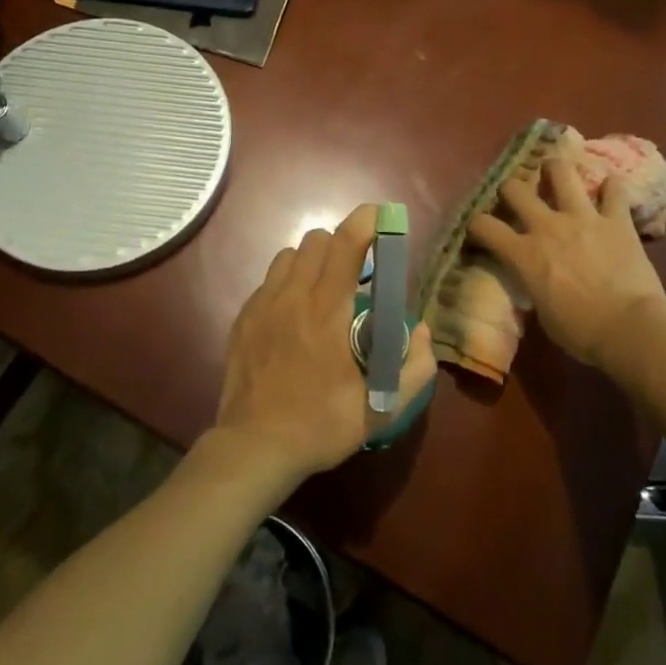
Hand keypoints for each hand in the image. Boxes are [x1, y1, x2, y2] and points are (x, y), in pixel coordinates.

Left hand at [214, 204, 436, 487]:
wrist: (255, 447)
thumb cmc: (322, 425)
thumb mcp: (382, 408)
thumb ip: (414, 367)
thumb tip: (421, 332)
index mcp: (328, 311)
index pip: (346, 244)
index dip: (366, 221)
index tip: (382, 217)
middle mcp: (293, 296)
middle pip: (316, 240)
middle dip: (341, 245)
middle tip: (356, 274)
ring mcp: (263, 305)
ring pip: (288, 255)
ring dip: (311, 262)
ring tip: (322, 292)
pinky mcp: (243, 318)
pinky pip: (268, 281)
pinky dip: (287, 285)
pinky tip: (293, 317)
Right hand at [466, 160, 665, 376]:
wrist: (630, 328)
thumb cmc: (581, 332)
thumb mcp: (542, 311)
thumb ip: (534, 283)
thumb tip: (536, 277)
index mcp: (524, 254)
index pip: (484, 226)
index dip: (477, 224)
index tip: (479, 229)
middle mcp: (547, 226)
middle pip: (515, 188)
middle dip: (511, 189)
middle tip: (517, 196)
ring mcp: (583, 217)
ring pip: (561, 172)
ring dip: (556, 170)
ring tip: (556, 172)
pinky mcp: (616, 219)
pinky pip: (615, 190)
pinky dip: (612, 188)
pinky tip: (610, 189)